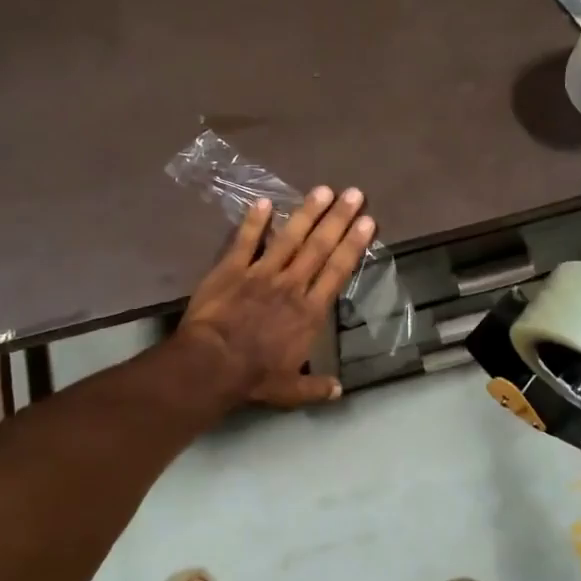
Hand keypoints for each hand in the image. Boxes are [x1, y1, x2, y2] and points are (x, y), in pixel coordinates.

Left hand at [176, 186, 374, 407]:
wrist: (213, 364)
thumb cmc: (254, 377)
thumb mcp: (290, 390)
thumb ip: (316, 387)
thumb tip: (339, 390)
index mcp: (310, 312)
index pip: (338, 271)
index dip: (354, 244)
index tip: (368, 222)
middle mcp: (291, 285)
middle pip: (320, 247)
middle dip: (339, 218)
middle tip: (354, 194)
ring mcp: (261, 273)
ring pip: (289, 237)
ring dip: (307, 213)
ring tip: (323, 190)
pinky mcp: (231, 269)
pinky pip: (245, 241)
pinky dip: (254, 221)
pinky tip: (264, 202)